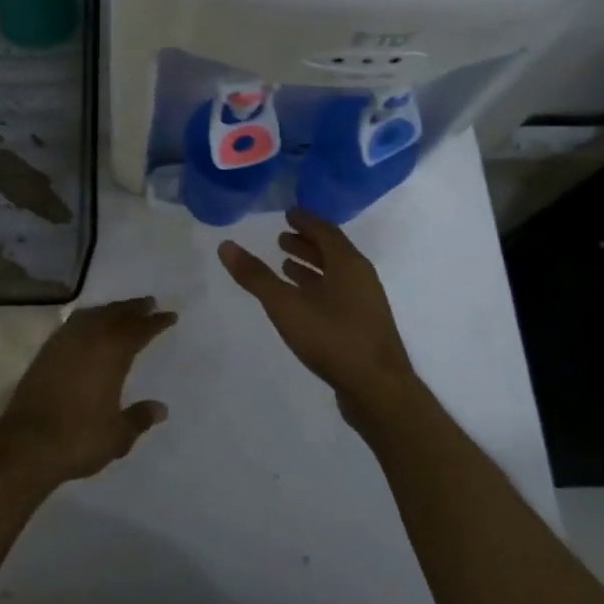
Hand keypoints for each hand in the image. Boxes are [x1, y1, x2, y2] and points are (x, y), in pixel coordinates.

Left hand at [0, 298, 178, 489]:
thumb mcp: (117, 435)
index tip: (170, 315)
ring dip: (109, 310)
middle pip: (115, 315)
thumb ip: (139, 418)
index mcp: (111, 354)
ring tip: (120, 310)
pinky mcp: (45, 353)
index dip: (155, 322)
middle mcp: (88, 341)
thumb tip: (160, 409)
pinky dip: (87, 319)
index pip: (139, 330)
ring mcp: (63, 344)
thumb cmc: (78, 438)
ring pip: (92, 315)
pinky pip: (72, 324)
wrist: (26, 445)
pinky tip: (88, 326)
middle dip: (133, 308)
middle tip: (148, 302)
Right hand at [219, 209, 421, 430]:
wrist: (378, 390)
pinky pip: (337, 295)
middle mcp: (360, 277)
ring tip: (285, 264)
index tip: (288, 213)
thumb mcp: (286, 305)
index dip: (306, 220)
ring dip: (311, 266)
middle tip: (281, 237)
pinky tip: (301, 301)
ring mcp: (364, 303)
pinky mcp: (362, 327)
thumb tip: (226, 245)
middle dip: (307, 242)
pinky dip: (317, 288)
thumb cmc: (332, 338)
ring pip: (335, 275)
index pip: (326, 230)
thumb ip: (256, 276)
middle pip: (332, 251)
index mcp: (348, 263)